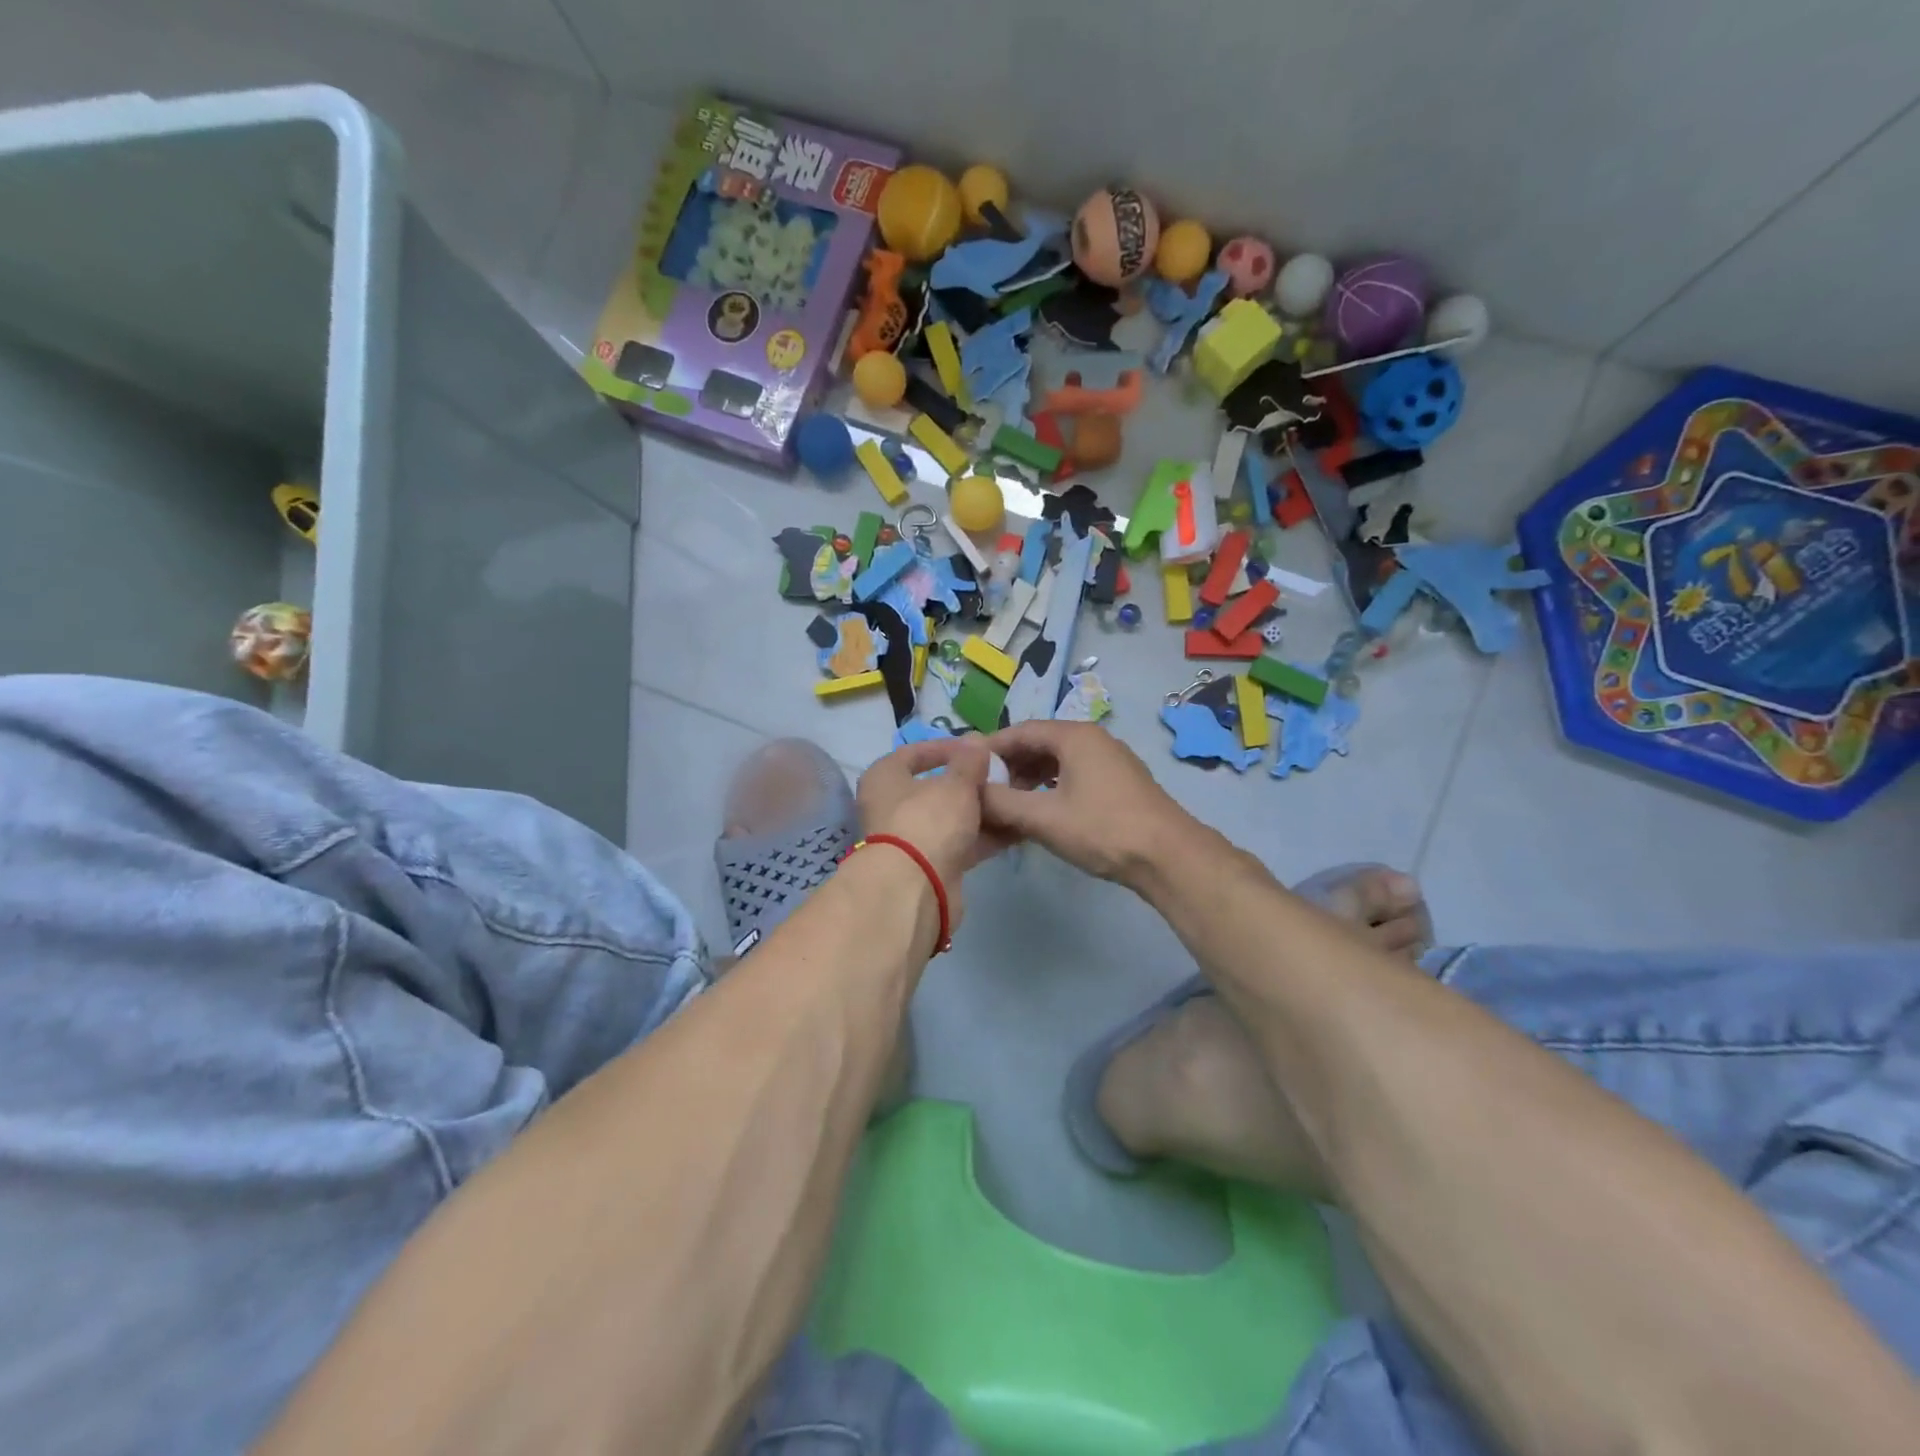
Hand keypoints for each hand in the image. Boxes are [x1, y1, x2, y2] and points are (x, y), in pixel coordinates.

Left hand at [855, 737, 1012, 927]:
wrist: (914, 890)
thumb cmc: (927, 821)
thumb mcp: (955, 784)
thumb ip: (969, 761)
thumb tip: (975, 742)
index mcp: (884, 777)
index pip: (914, 752)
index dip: (948, 747)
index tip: (979, 749)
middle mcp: (890, 806)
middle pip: (935, 788)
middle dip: (970, 783)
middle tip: (1003, 776)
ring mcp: (909, 839)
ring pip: (949, 818)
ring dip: (981, 811)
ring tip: (1015, 800)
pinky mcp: (928, 866)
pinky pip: (959, 843)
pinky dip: (983, 837)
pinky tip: (1015, 829)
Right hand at [980, 721, 1197, 886]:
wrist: (1168, 856)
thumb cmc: (1102, 830)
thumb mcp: (1043, 818)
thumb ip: (1000, 802)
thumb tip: (970, 793)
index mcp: (1074, 736)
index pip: (1020, 731)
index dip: (989, 747)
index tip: (964, 767)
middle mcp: (1093, 739)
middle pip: (1039, 743)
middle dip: (1009, 765)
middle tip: (983, 790)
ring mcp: (1110, 759)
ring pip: (1057, 761)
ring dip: (1029, 778)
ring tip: (1008, 804)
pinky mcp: (1119, 782)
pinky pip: (1074, 775)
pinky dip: (1051, 787)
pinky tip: (1041, 810)